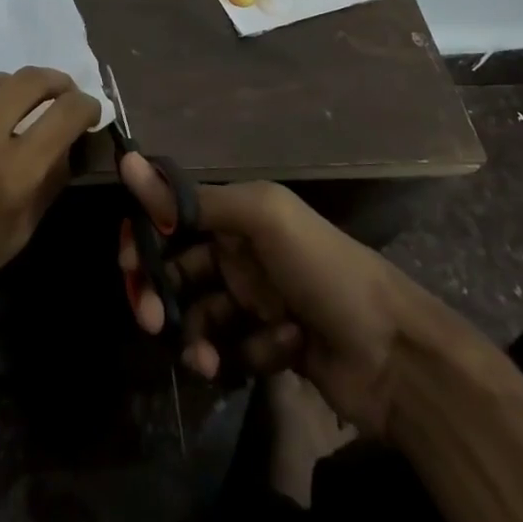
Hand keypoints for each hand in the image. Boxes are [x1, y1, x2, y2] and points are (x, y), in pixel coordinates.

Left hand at [0, 68, 100, 344]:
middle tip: (57, 92)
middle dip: (54, 82)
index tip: (87, 109)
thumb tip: (71, 142)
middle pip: (29, 80)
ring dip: (5, 93)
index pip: (66, 112)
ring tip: (6, 110)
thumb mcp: (17, 234)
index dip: (86, 105)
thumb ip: (49, 181)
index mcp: (11, 173)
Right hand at [118, 156, 415, 434]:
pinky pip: (232, 347)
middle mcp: (243, 252)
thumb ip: (193, 199)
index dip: (145, 235)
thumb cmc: (324, 270)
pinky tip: (271, 354)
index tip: (127, 264)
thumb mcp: (262, 219)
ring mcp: (257, 300)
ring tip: (204, 359)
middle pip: (178, 267)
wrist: (396, 354)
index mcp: (240, 214)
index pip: (173, 216)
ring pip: (199, 313)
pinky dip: (242, 353)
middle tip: (150, 321)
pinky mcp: (269, 345)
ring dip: (195, 334)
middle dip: (159, 292)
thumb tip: (127, 162)